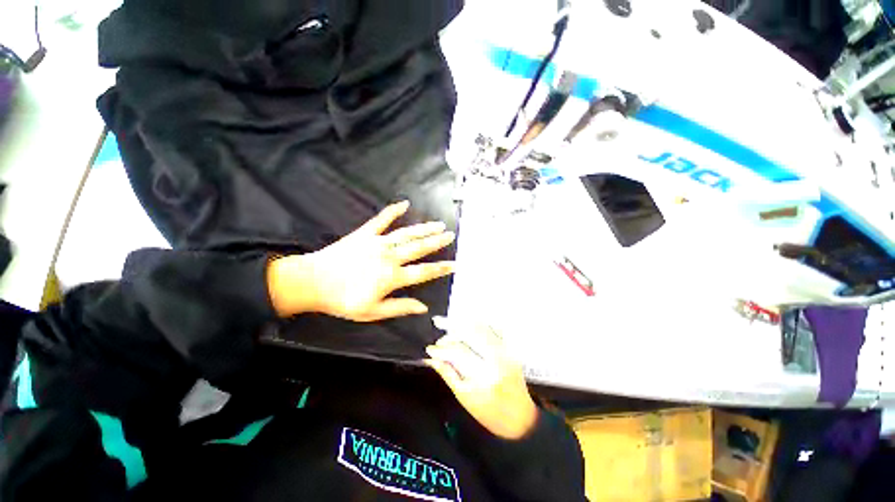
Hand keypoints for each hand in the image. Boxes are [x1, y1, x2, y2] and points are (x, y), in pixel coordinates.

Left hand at [267, 201, 454, 321]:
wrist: (311, 282)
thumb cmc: (342, 300)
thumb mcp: (372, 312)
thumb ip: (400, 307)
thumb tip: (423, 307)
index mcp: (392, 277)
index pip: (424, 272)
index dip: (441, 269)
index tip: (456, 264)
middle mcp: (389, 257)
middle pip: (419, 248)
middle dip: (437, 242)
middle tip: (451, 235)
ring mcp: (377, 243)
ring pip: (406, 234)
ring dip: (424, 229)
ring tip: (438, 224)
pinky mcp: (364, 234)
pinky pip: (381, 220)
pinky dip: (393, 211)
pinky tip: (404, 204)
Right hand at [426, 320, 538, 439]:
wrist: (521, 417)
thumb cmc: (490, 413)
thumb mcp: (464, 397)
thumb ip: (448, 374)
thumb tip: (432, 359)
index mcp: (484, 375)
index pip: (459, 352)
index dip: (442, 349)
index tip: (430, 349)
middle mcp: (497, 358)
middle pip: (471, 333)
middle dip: (452, 329)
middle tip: (438, 326)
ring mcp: (506, 350)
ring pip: (482, 327)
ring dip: (464, 323)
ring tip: (450, 323)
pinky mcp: (511, 347)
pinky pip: (495, 327)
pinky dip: (480, 323)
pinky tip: (469, 322)